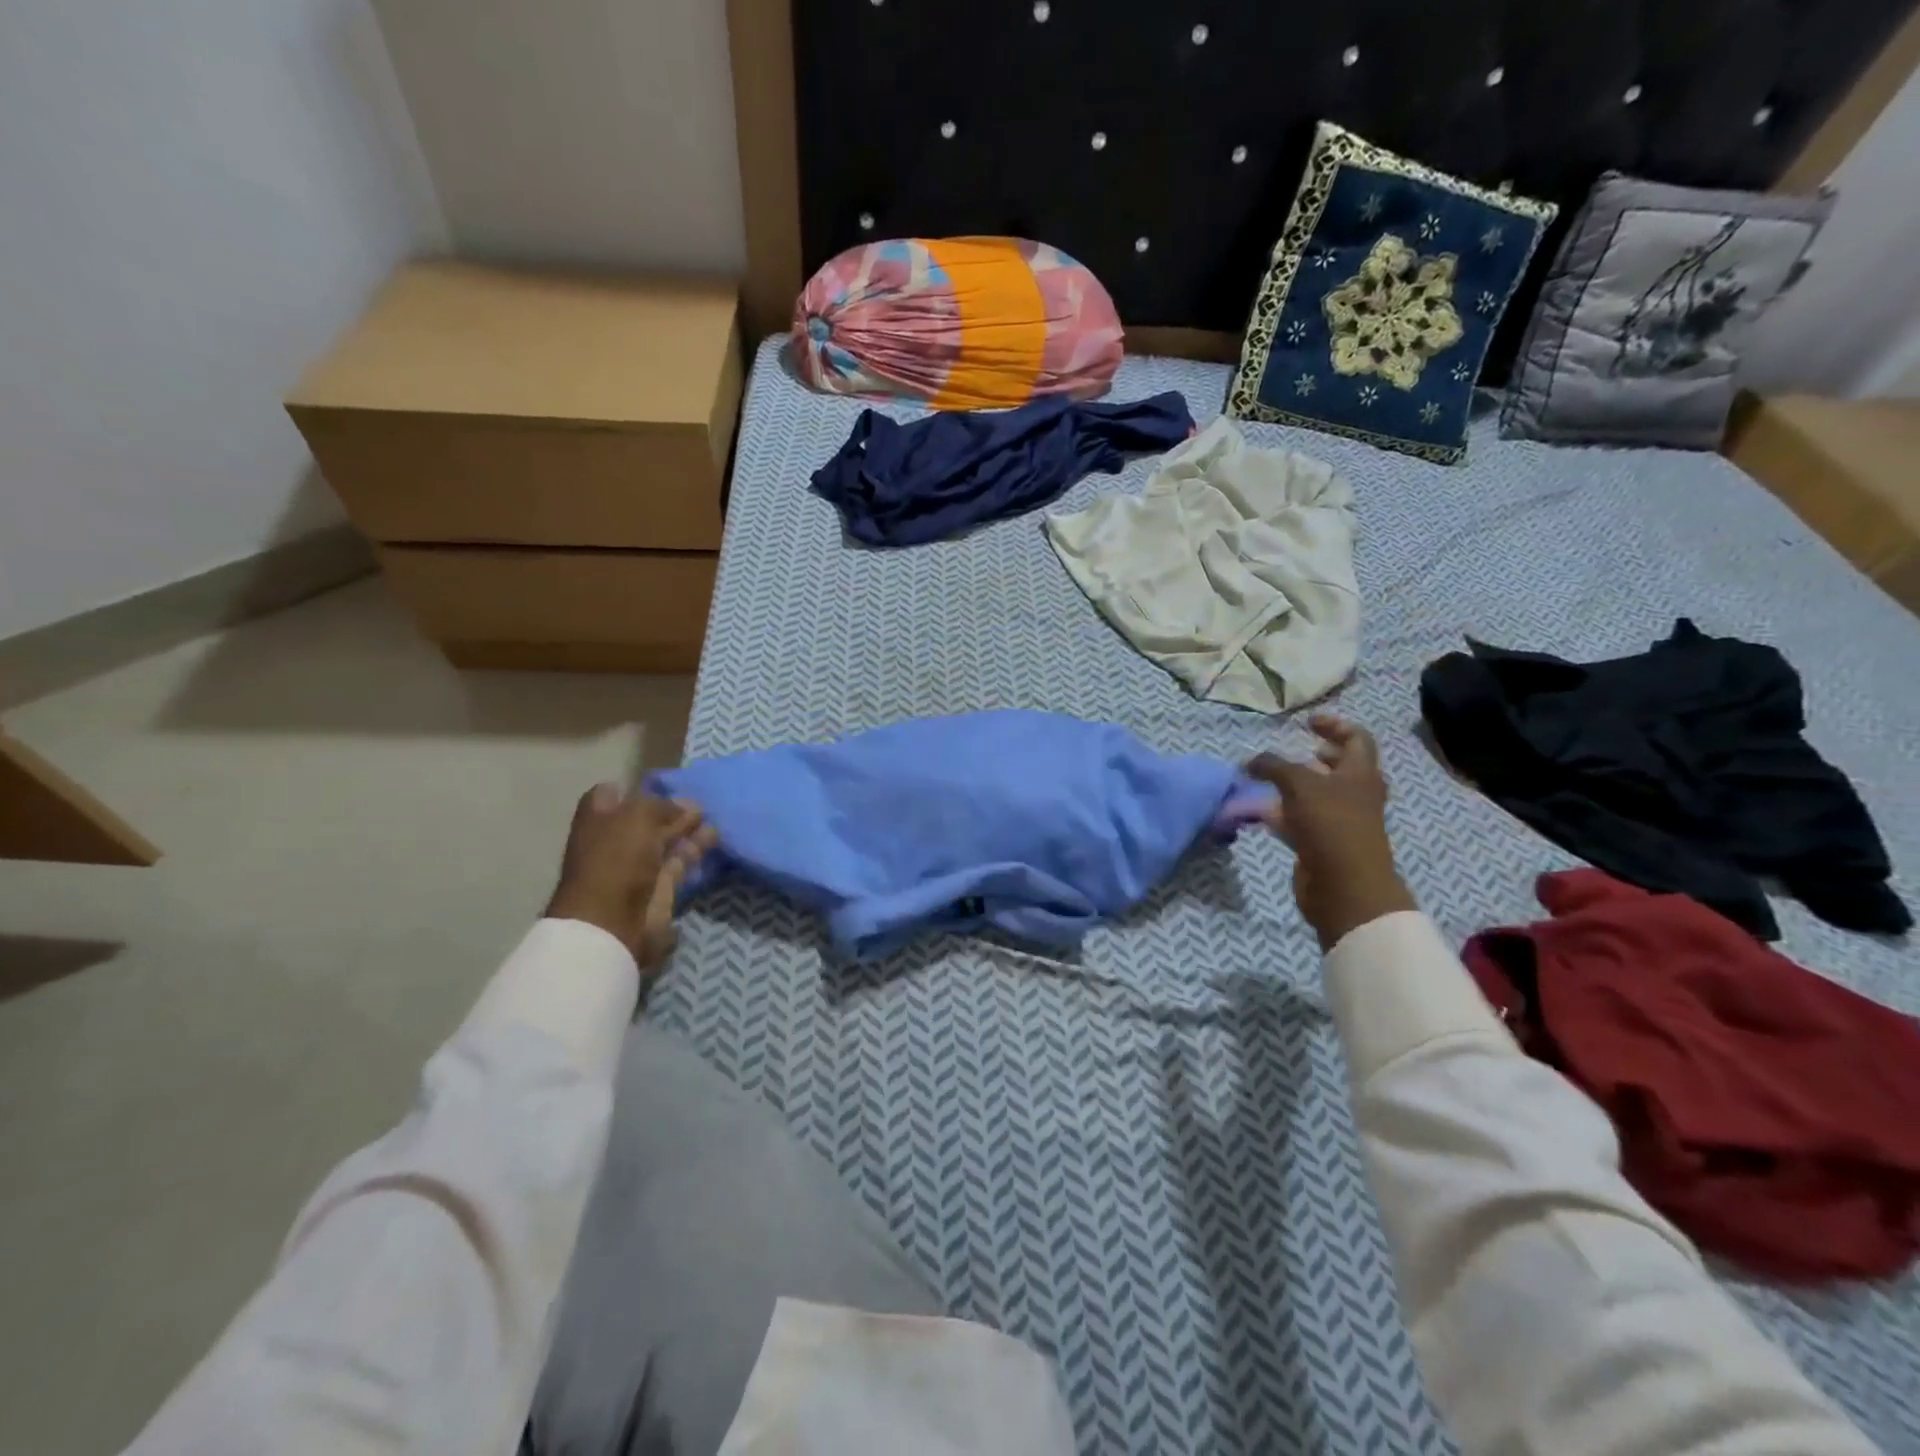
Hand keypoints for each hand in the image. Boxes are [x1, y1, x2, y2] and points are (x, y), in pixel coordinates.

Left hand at [544, 784, 717, 970]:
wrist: (612, 921)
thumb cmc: (616, 859)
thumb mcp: (638, 817)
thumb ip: (662, 805)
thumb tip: (686, 806)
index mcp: (597, 819)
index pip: (612, 794)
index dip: (635, 789)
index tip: (665, 785)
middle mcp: (614, 840)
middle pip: (645, 819)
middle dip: (671, 810)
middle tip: (700, 801)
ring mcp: (636, 866)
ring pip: (665, 841)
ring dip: (687, 830)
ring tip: (713, 817)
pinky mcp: (658, 887)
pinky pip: (679, 863)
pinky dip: (695, 851)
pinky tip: (714, 838)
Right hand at [1246, 715, 1416, 951]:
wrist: (1344, 886)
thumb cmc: (1330, 825)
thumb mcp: (1299, 785)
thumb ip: (1273, 766)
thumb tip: (1249, 761)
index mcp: (1361, 773)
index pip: (1356, 738)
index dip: (1333, 725)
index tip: (1306, 722)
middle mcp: (1356, 794)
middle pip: (1340, 768)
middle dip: (1316, 757)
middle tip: (1295, 752)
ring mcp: (1341, 821)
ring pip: (1317, 795)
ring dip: (1294, 786)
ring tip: (1267, 781)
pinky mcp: (1324, 843)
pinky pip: (1302, 820)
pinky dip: (1283, 813)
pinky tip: (1260, 812)